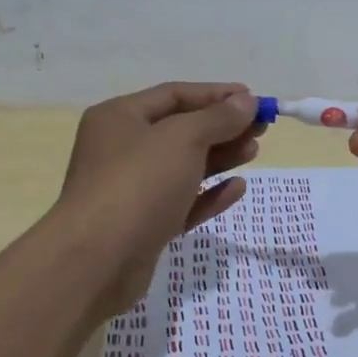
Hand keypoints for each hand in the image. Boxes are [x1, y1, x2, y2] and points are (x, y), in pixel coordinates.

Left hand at [55, 82, 262, 315]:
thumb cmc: (138, 183)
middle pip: (180, 130)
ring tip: (254, 151)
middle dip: (221, 127)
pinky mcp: (143, 226)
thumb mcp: (183, 139)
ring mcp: (131, 189)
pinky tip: (237, 189)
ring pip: (183, 166)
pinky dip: (208, 194)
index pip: (174, 95)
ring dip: (219, 157)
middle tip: (261, 128)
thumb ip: (218, 118)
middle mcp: (122, 148)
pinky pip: (181, 202)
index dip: (215, 94)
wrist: (96, 262)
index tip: (253, 98)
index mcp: (120, 117)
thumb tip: (246, 100)